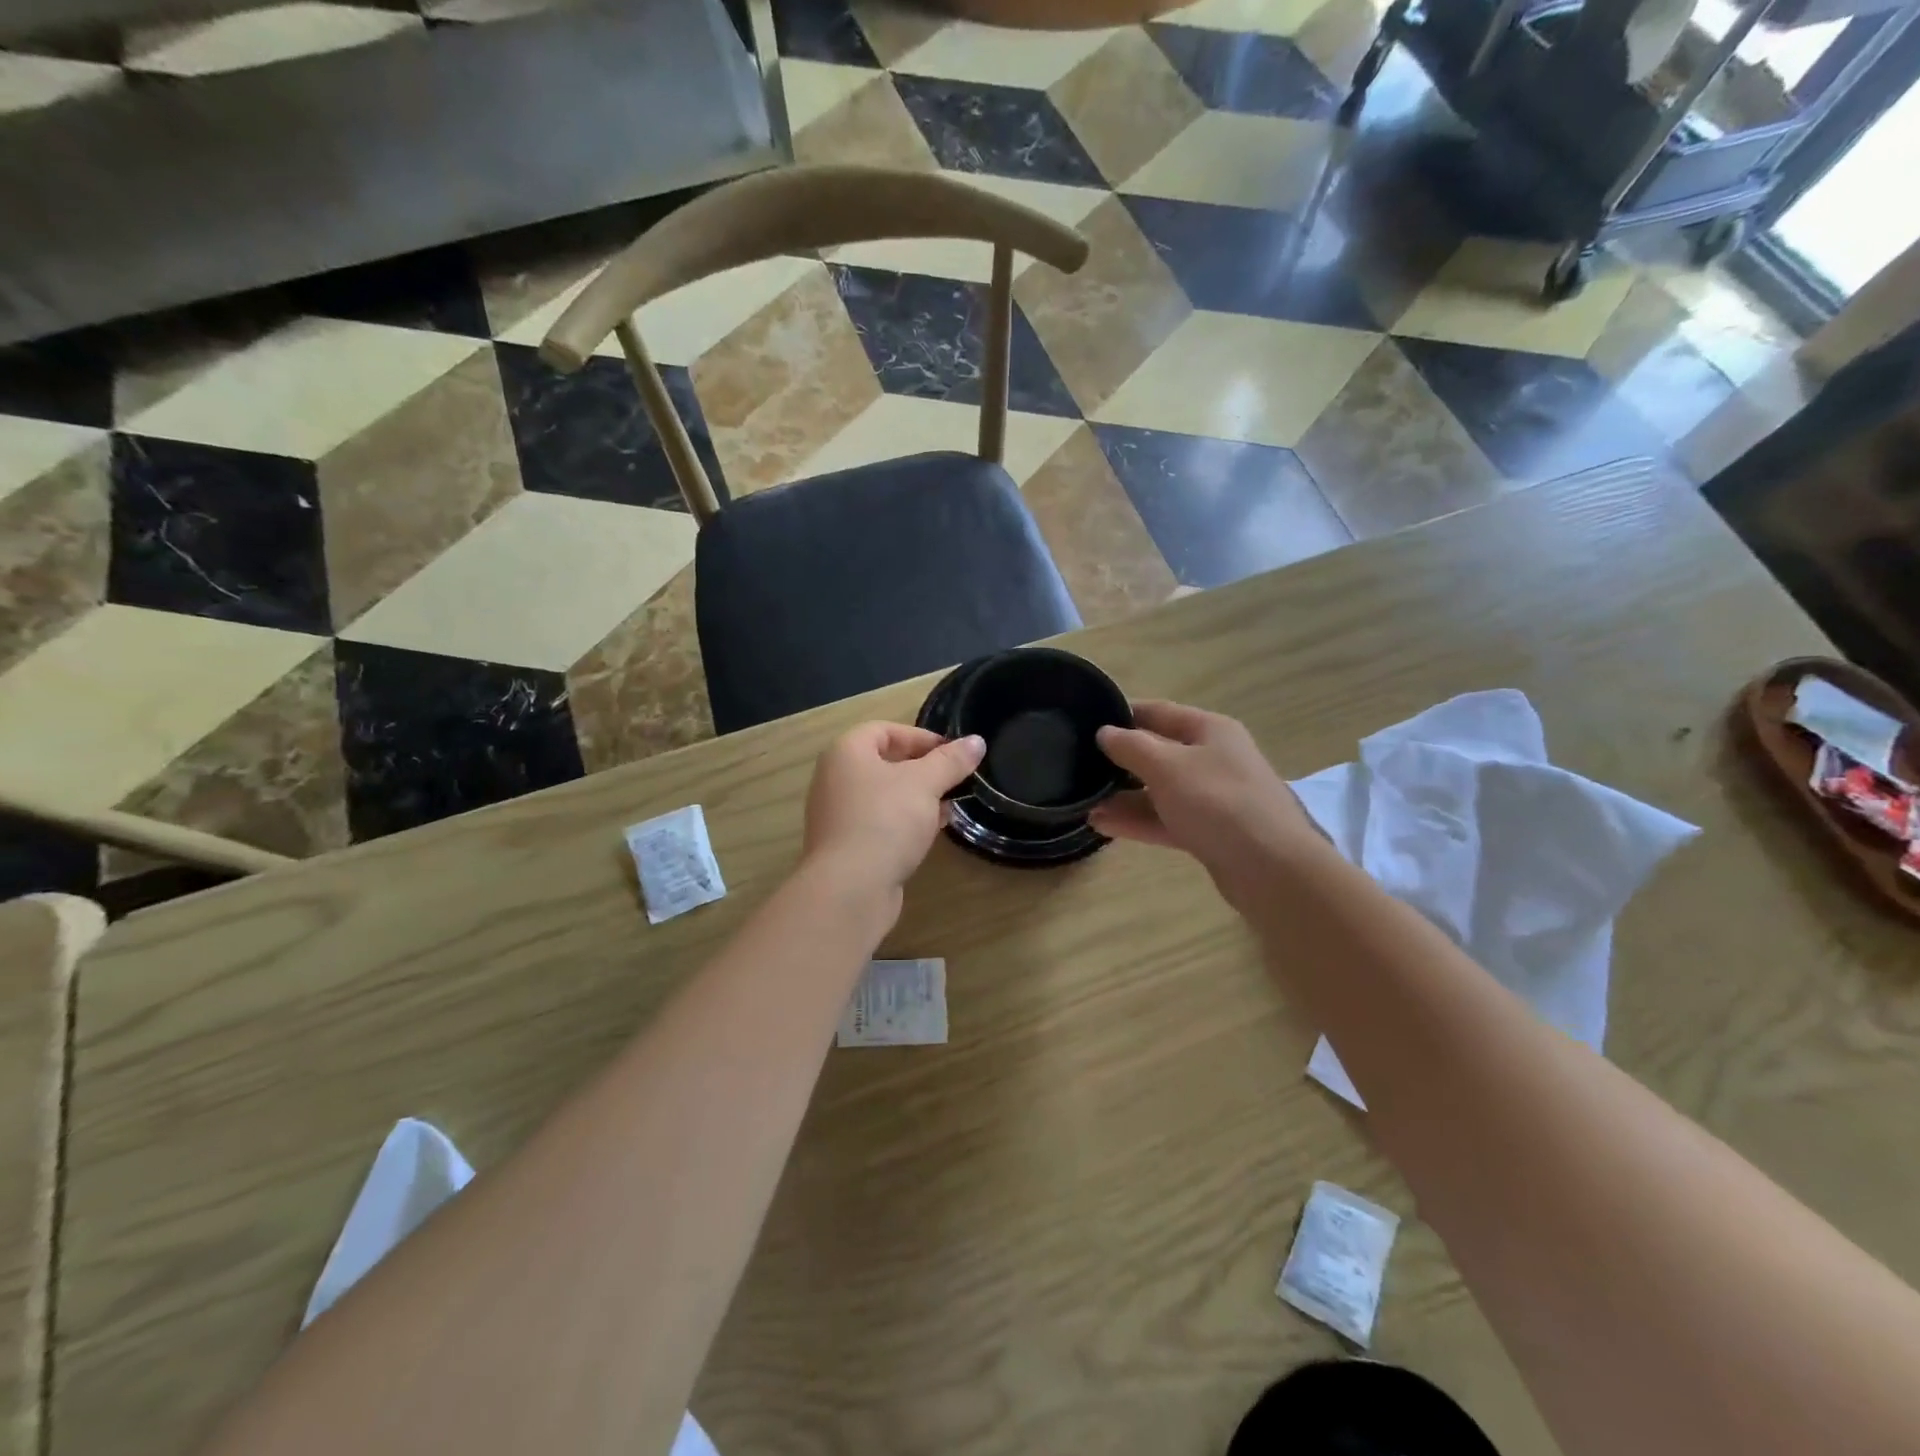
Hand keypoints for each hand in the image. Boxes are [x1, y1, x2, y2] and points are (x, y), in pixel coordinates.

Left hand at [802, 723, 984, 904]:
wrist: (850, 887)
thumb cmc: (885, 820)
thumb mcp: (925, 784)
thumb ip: (951, 761)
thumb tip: (976, 741)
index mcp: (846, 752)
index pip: (884, 730)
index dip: (920, 737)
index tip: (952, 753)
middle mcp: (834, 779)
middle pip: (883, 762)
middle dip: (922, 769)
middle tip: (953, 780)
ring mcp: (836, 815)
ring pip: (882, 796)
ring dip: (916, 798)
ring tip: (948, 808)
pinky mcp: (845, 846)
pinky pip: (878, 823)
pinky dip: (903, 822)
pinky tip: (929, 834)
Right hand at [1091, 701, 1324, 905]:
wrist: (1272, 869)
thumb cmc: (1218, 802)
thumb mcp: (1167, 766)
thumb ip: (1131, 746)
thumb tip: (1105, 732)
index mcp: (1209, 730)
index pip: (1158, 712)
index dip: (1122, 714)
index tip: (1086, 722)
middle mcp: (1213, 759)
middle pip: (1159, 753)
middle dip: (1120, 762)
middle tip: (1079, 768)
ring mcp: (1213, 798)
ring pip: (1160, 791)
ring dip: (1124, 797)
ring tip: (1085, 805)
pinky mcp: (1210, 833)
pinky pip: (1167, 820)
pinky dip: (1139, 821)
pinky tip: (1103, 826)